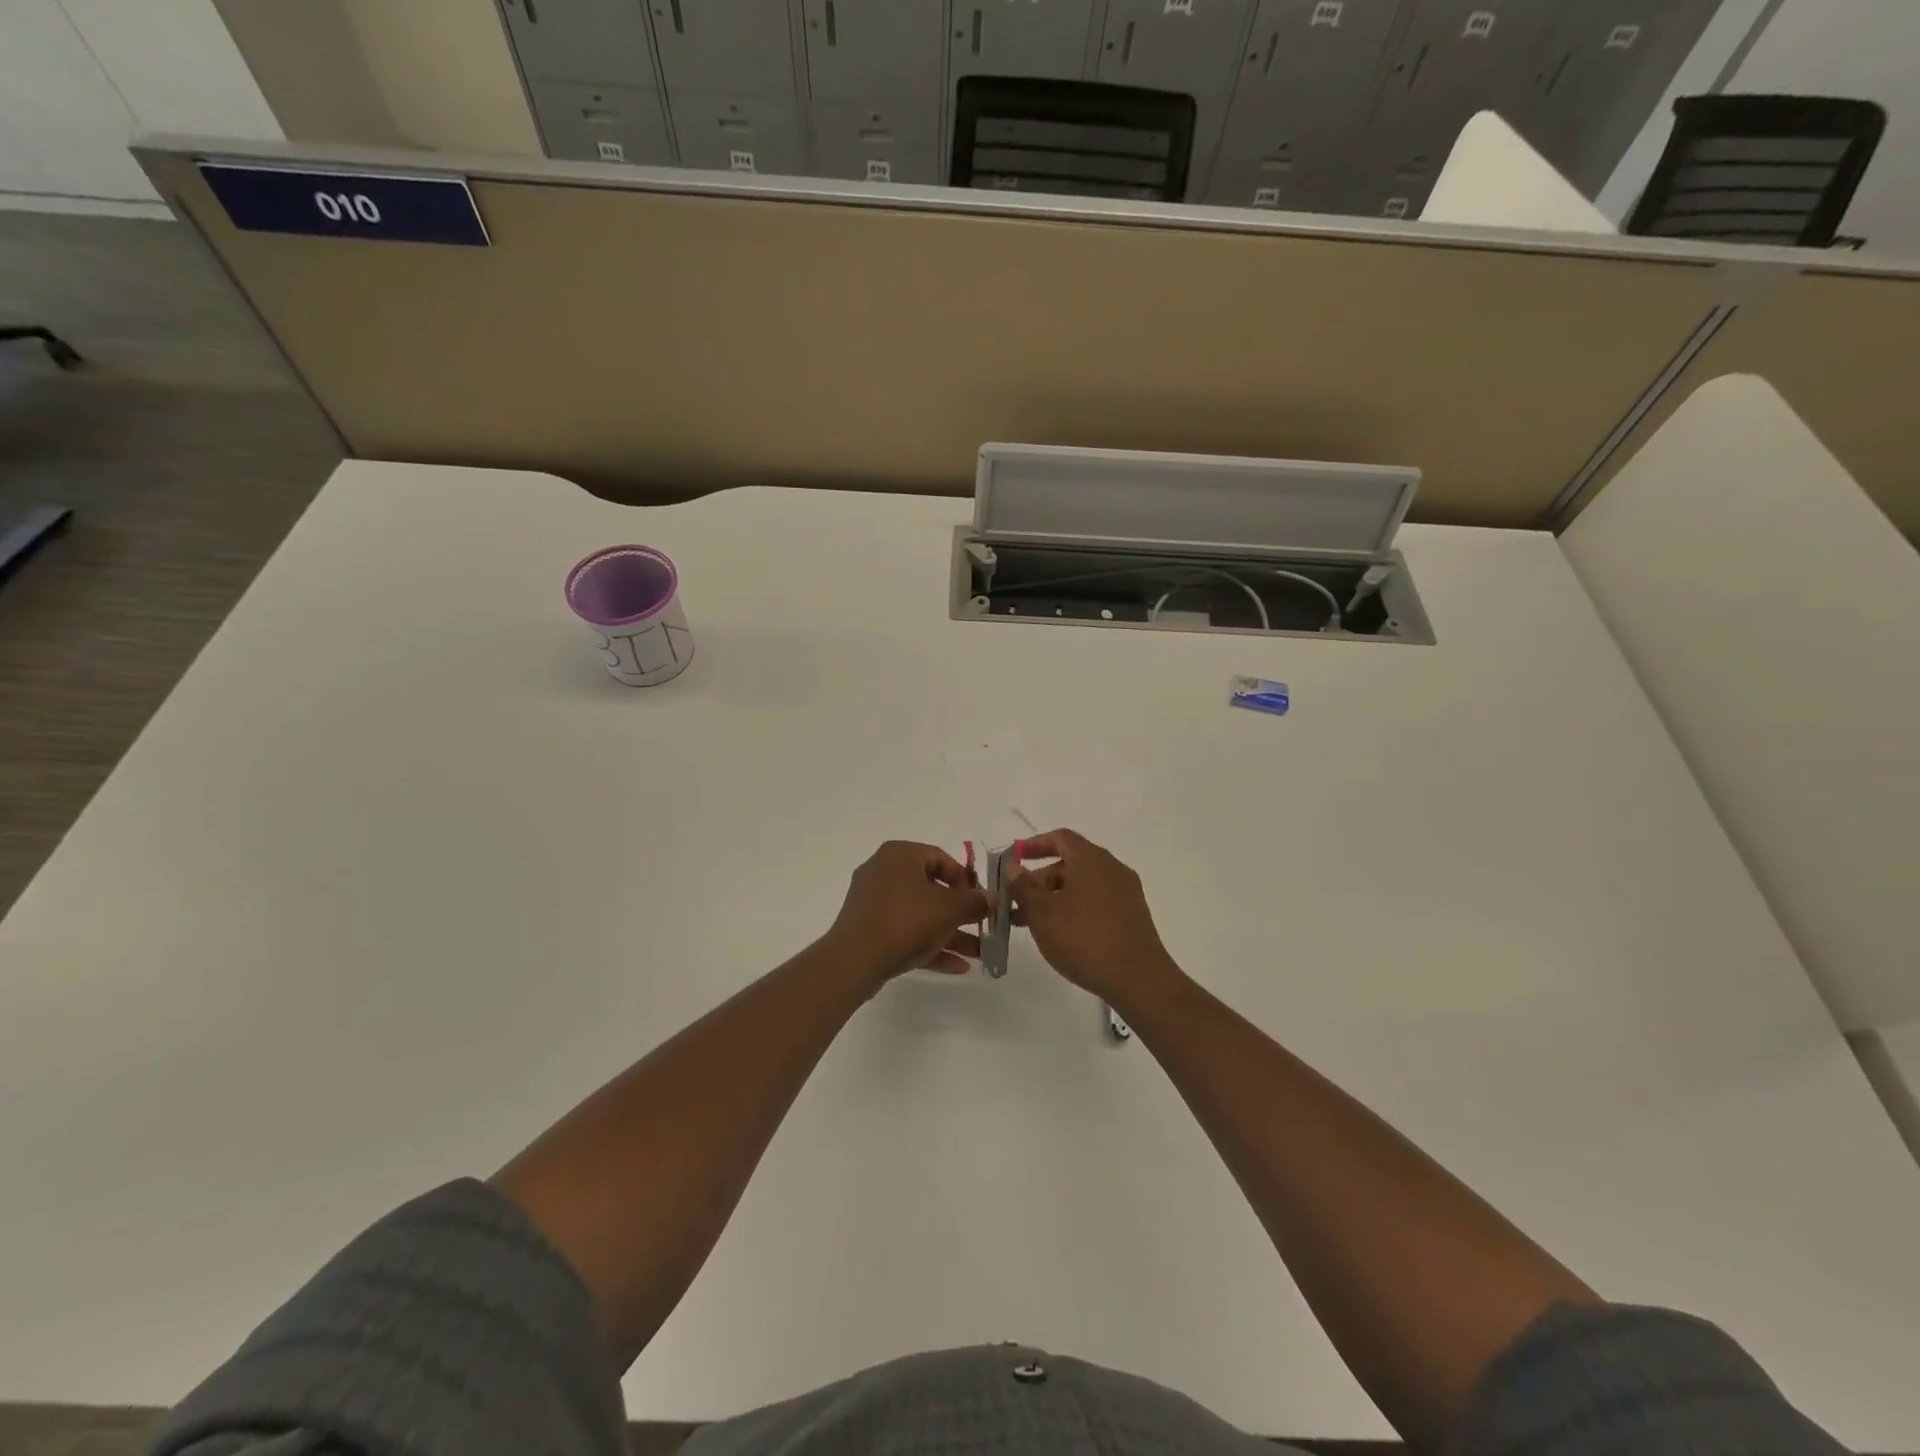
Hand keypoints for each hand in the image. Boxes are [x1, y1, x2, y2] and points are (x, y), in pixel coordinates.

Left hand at [824, 840, 989, 983]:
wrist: (855, 961)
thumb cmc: (905, 921)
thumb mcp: (949, 909)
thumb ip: (974, 901)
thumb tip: (992, 897)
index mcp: (899, 855)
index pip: (941, 858)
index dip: (966, 879)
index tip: (981, 900)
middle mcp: (884, 872)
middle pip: (932, 889)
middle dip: (961, 913)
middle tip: (982, 927)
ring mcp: (874, 903)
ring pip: (921, 915)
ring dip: (950, 933)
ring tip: (979, 953)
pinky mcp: (869, 930)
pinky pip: (906, 932)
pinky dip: (930, 945)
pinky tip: (958, 966)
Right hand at [1009, 830, 1183, 1008]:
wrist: (1139, 979)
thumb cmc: (1084, 939)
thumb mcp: (1043, 914)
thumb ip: (1024, 887)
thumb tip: (1014, 867)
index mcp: (1091, 859)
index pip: (1060, 838)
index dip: (1035, 845)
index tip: (1014, 858)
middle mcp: (1112, 868)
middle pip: (1071, 862)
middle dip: (1040, 879)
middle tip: (1017, 901)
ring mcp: (1126, 892)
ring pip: (1083, 885)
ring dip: (1055, 897)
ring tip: (1031, 922)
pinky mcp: (1132, 915)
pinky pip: (1097, 901)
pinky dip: (1075, 908)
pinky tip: (1061, 933)